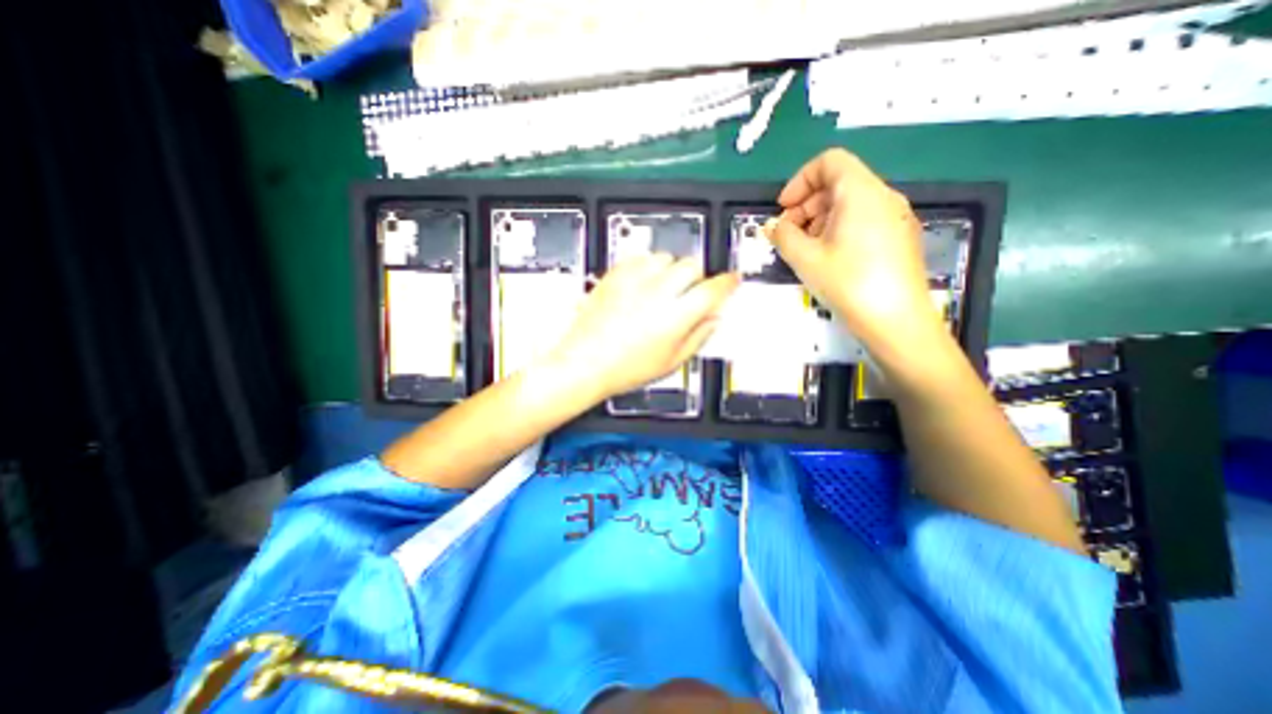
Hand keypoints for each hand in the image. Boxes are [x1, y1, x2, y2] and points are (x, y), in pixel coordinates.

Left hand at [544, 254, 736, 401]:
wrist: (584, 362)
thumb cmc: (625, 369)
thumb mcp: (670, 362)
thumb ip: (698, 337)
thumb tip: (714, 319)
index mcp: (675, 317)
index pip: (712, 290)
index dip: (727, 283)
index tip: (732, 280)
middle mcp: (657, 292)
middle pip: (692, 265)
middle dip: (698, 277)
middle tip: (690, 293)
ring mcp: (633, 280)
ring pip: (667, 257)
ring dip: (672, 270)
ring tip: (663, 289)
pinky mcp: (615, 275)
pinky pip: (641, 257)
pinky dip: (649, 266)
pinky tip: (643, 284)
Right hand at [765, 148, 932, 353]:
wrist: (897, 321)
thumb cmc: (848, 283)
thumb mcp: (805, 259)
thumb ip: (783, 236)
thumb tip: (771, 225)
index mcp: (861, 192)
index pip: (829, 162)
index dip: (800, 180)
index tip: (783, 208)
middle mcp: (883, 197)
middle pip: (839, 182)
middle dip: (806, 204)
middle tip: (787, 234)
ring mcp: (896, 217)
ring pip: (851, 203)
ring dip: (820, 219)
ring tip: (804, 249)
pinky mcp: (899, 238)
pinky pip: (864, 220)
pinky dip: (839, 229)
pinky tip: (828, 258)